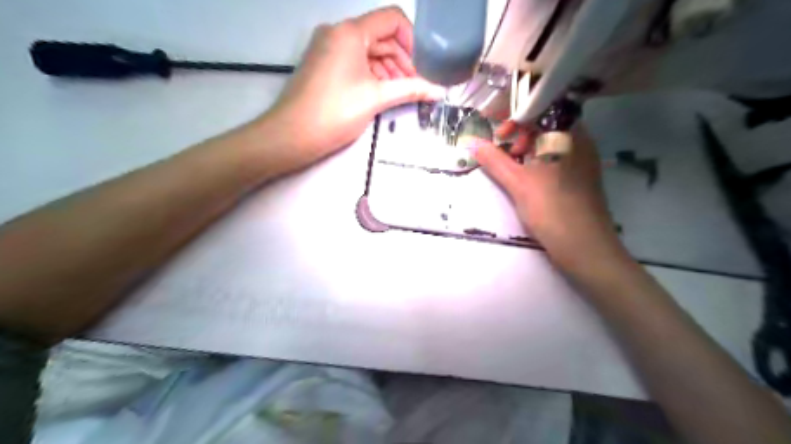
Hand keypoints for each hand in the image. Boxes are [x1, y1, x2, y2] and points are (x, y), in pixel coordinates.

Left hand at [261, 8, 441, 167]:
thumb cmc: (336, 112)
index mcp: (351, 32)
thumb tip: (439, 91)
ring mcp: (328, 48)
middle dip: (402, 60)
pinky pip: (355, 61)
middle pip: (381, 36)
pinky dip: (372, 74)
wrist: (292, 135)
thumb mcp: (377, 98)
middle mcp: (338, 32)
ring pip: (368, 51)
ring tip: (403, 92)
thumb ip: (411, 90)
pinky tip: (383, 92)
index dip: (413, 40)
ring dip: (389, 69)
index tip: (423, 65)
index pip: (392, 19)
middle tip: (417, 85)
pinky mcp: (323, 64)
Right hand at [469, 120, 623, 269]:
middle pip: (547, 125)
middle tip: (505, 153)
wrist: (585, 248)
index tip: (498, 135)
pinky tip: (528, 179)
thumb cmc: (551, 209)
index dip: (517, 117)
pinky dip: (539, 162)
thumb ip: (494, 160)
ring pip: (552, 144)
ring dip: (529, 150)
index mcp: (570, 135)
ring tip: (514, 168)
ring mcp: (583, 161)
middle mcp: (581, 142)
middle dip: (521, 135)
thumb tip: (472, 143)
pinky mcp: (582, 178)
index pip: (542, 109)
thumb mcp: (518, 183)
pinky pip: (558, 159)